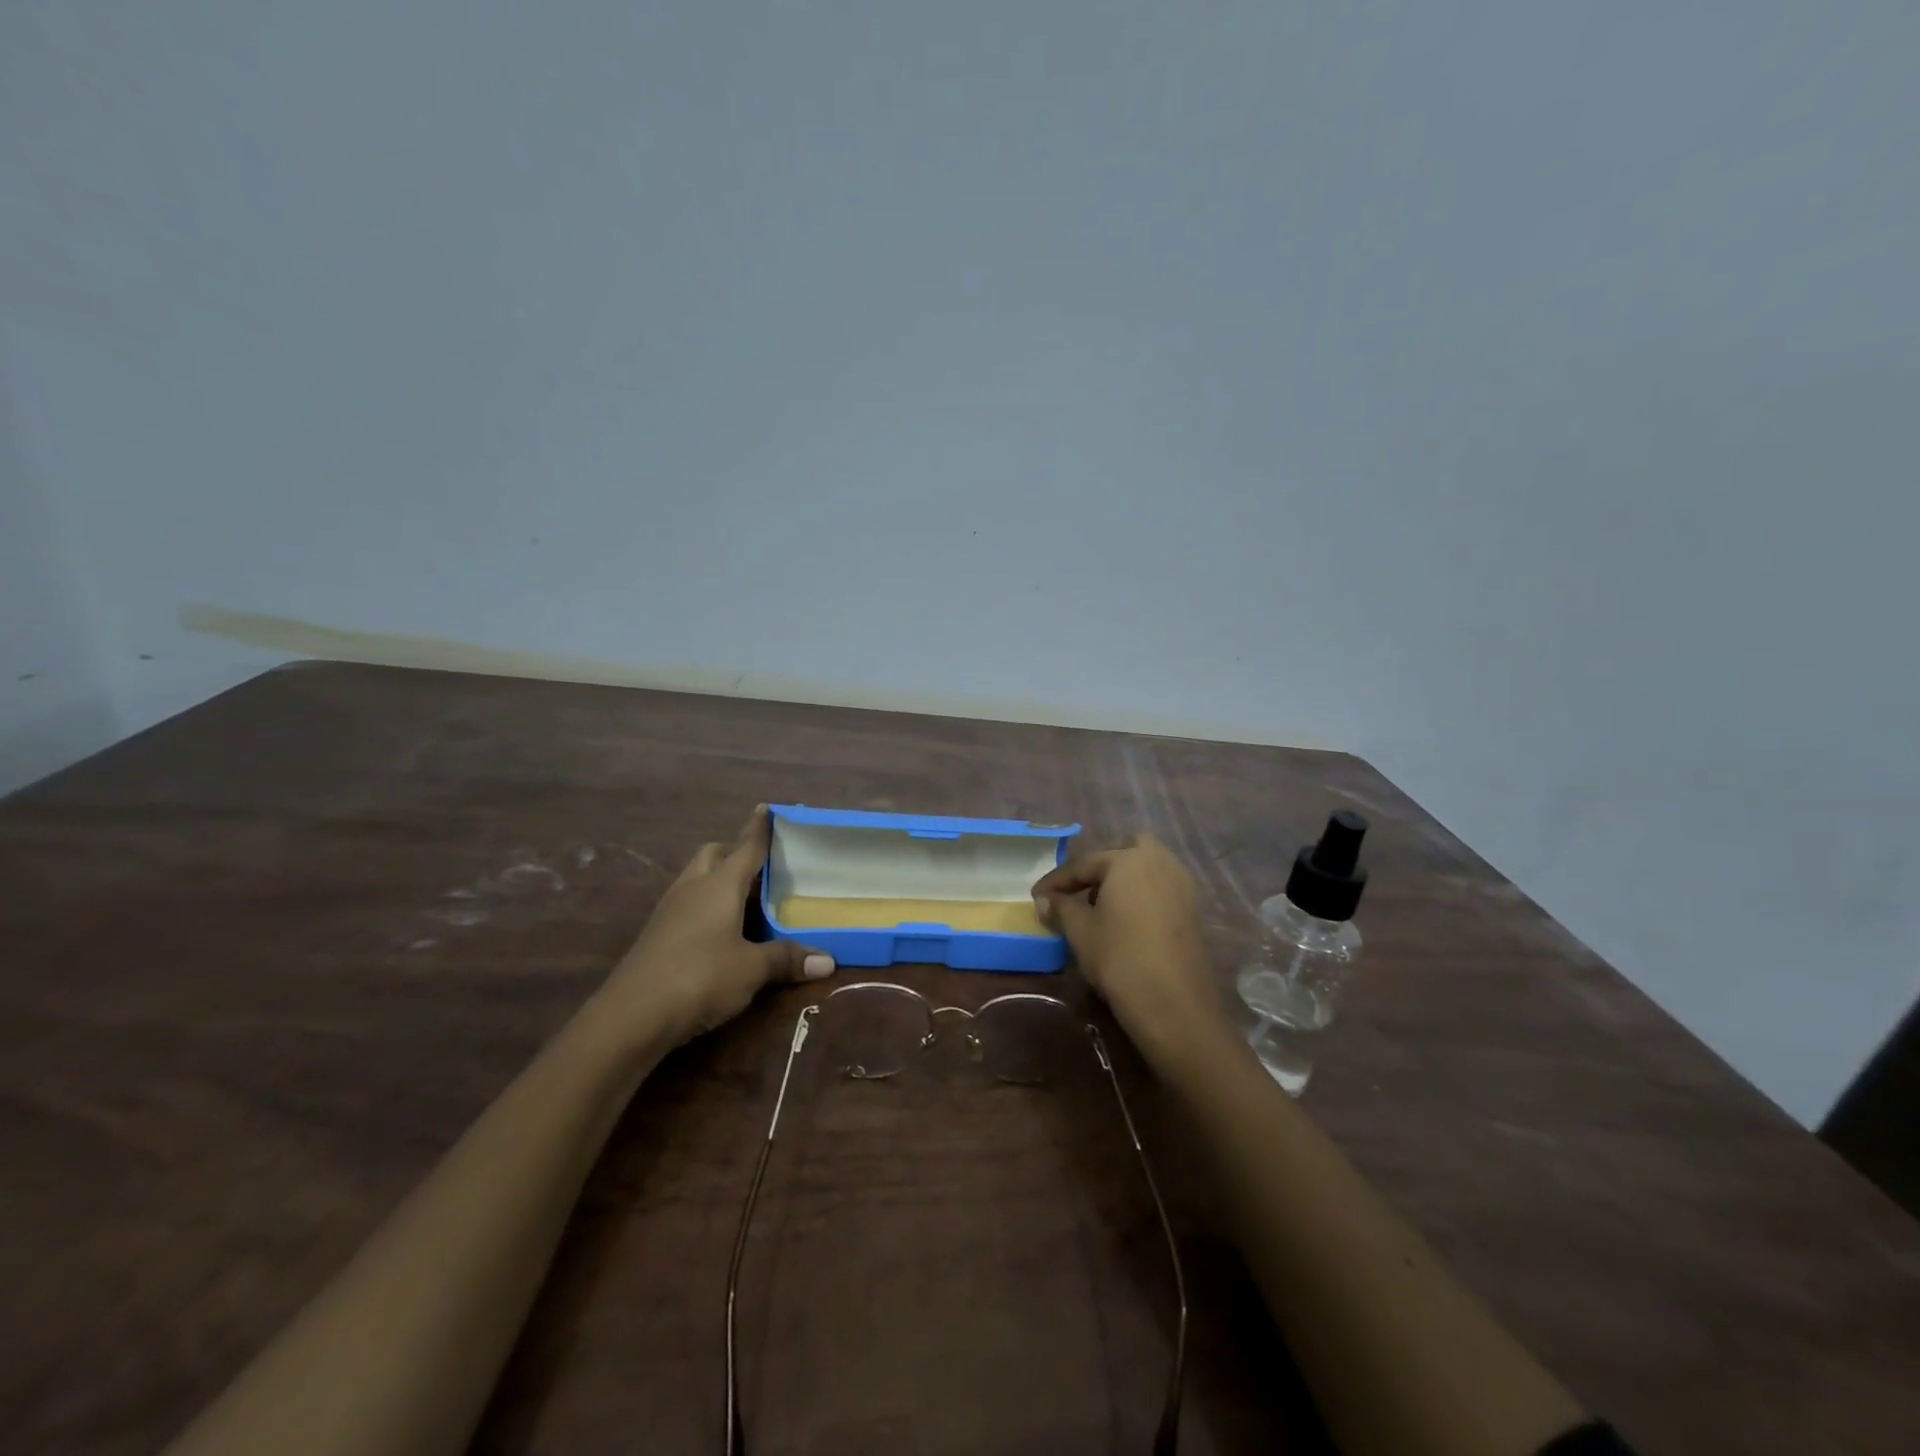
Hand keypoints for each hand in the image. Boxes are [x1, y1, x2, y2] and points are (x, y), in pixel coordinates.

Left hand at [597, 807, 834, 1047]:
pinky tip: (720, 931)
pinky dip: (706, 906)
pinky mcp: (656, 934)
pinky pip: (687, 904)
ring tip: (746, 900)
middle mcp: (693, 887)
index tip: (766, 808)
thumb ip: (787, 959)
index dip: (759, 828)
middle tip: (761, 868)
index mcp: (720, 884)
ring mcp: (669, 910)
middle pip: (714, 855)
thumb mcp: (751, 970)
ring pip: (697, 878)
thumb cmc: (700, 977)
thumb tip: (829, 961)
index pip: (746, 847)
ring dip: (719, 880)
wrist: (631, 1016)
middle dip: (735, 853)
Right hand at [1032, 834, 1230, 1065]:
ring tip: (1101, 905)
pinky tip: (1127, 918)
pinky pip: (1161, 886)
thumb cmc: (1119, 957)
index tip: (1037, 895)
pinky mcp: (1192, 907)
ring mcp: (1181, 884)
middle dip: (1100, 865)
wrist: (1173, 1002)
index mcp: (1128, 859)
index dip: (1057, 881)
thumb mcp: (1080, 931)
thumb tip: (1045, 899)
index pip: (1083, 864)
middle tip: (1079, 890)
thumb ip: (1061, 908)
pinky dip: (1142, 892)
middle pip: (1125, 849)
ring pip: (1147, 866)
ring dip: (1123, 877)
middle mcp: (1159, 861)